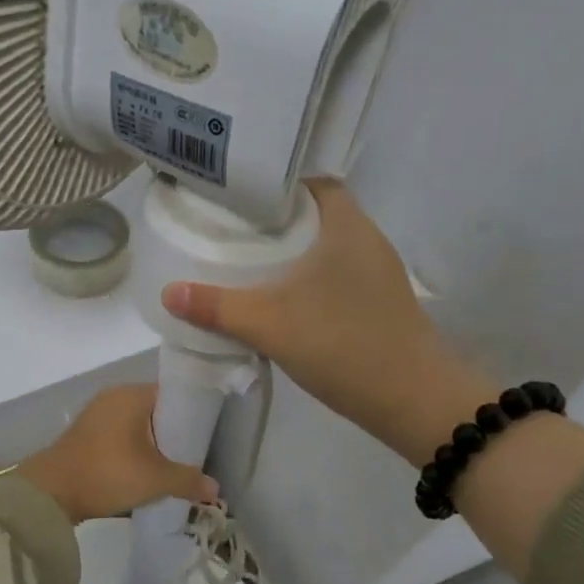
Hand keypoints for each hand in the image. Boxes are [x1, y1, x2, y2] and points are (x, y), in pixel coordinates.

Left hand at [18, 385, 219, 524]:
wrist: (51, 493)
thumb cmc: (108, 473)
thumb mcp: (155, 479)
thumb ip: (188, 480)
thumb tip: (214, 487)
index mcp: (132, 394)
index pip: (173, 393)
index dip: (193, 413)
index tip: (208, 435)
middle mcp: (114, 397)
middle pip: (156, 410)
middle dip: (175, 433)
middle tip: (195, 455)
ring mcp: (97, 415)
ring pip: (138, 426)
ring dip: (154, 445)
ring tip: (174, 467)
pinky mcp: (86, 435)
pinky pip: (121, 437)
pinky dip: (135, 451)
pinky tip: (146, 472)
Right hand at [161, 179, 496, 465]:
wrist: (415, 402)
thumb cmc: (345, 346)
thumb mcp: (271, 325)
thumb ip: (218, 307)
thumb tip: (168, 292)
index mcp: (347, 225)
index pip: (312, 181)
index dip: (275, 183)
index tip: (237, 196)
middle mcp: (366, 239)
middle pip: (315, 212)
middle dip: (274, 219)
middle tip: (230, 228)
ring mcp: (376, 272)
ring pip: (325, 245)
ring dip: (291, 251)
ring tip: (246, 260)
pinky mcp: (378, 301)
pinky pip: (334, 273)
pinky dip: (306, 277)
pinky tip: (279, 298)